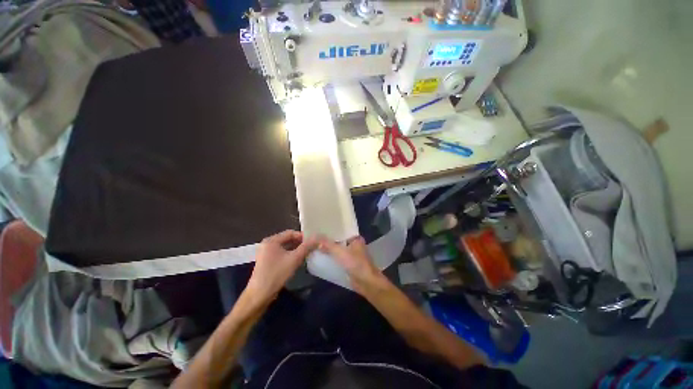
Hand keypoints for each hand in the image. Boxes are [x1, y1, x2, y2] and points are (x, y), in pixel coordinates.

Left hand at [246, 230, 317, 302]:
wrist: (259, 295)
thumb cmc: (276, 274)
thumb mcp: (294, 259)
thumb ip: (306, 247)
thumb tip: (317, 238)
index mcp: (271, 240)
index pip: (291, 233)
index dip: (303, 236)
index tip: (313, 242)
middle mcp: (267, 243)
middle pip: (287, 239)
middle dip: (300, 243)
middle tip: (311, 247)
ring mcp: (266, 252)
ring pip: (285, 246)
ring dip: (296, 249)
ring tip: (306, 253)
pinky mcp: (266, 260)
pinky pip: (281, 253)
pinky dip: (289, 254)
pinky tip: (297, 259)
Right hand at [318, 236, 385, 293]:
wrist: (367, 283)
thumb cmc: (356, 264)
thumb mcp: (340, 252)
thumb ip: (327, 244)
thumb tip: (313, 237)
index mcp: (355, 238)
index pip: (341, 230)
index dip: (331, 230)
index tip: (319, 229)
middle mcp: (355, 245)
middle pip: (339, 240)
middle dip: (328, 240)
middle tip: (315, 238)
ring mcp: (353, 255)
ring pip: (339, 250)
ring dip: (330, 250)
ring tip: (316, 246)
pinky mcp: (351, 265)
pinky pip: (339, 259)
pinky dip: (332, 258)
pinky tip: (322, 258)